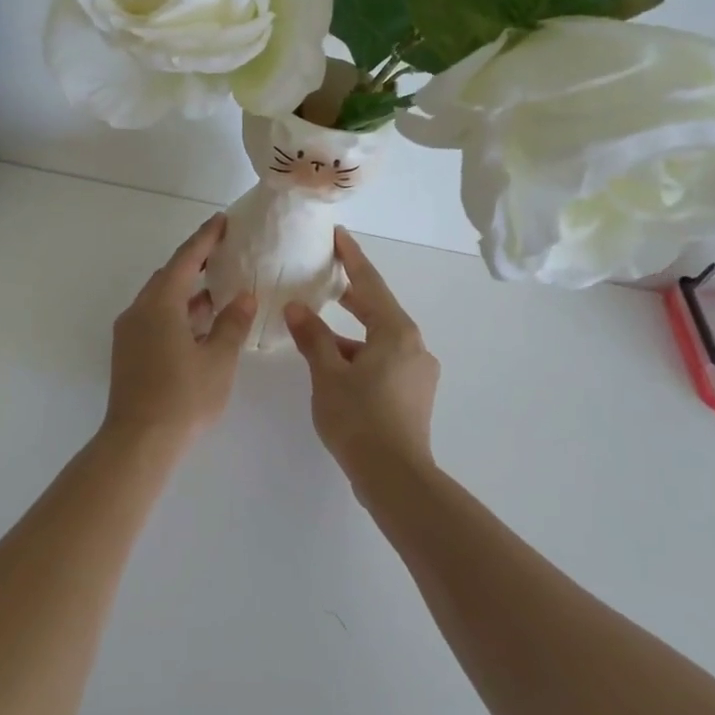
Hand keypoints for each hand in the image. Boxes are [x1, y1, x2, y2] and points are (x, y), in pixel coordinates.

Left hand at [105, 213, 256, 447]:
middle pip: (168, 276)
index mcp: (160, 304)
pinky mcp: (128, 352)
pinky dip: (177, 312)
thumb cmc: (183, 397)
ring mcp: (130, 332)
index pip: (185, 259)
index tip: (221, 221)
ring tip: (217, 288)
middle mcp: (139, 310)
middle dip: (195, 262)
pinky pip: (155, 318)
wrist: (138, 442)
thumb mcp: (218, 360)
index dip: (205, 238)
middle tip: (222, 252)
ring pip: (161, 299)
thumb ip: (232, 324)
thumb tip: (243, 296)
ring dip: (187, 291)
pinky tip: (199, 324)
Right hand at [283, 228, 438, 481]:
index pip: (369, 283)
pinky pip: (384, 359)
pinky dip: (360, 354)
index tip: (338, 235)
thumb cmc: (359, 418)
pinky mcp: (414, 394)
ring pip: (380, 338)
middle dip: (351, 293)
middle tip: (324, 276)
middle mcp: (414, 345)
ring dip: (351, 331)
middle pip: (378, 309)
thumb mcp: (327, 374)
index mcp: (396, 332)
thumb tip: (296, 308)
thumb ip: (312, 337)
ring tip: (318, 328)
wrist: (396, 478)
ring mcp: (418, 372)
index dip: (351, 258)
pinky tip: (336, 366)